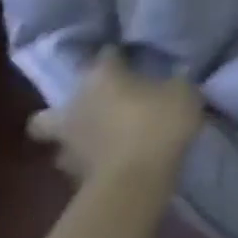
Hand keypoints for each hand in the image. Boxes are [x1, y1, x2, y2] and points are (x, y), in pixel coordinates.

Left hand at [27, 49, 205, 183]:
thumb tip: (172, 79)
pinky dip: (92, 163)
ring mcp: (68, 145)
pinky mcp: (72, 178)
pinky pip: (79, 164)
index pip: (106, 56)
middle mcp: (75, 106)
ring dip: (75, 138)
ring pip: (57, 139)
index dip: (118, 56)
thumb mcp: (183, 92)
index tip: (130, 59)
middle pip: (54, 106)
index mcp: (101, 77)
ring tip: (101, 140)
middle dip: (70, 107)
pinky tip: (113, 162)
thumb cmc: (159, 123)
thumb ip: (174, 83)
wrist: (136, 182)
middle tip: (97, 108)